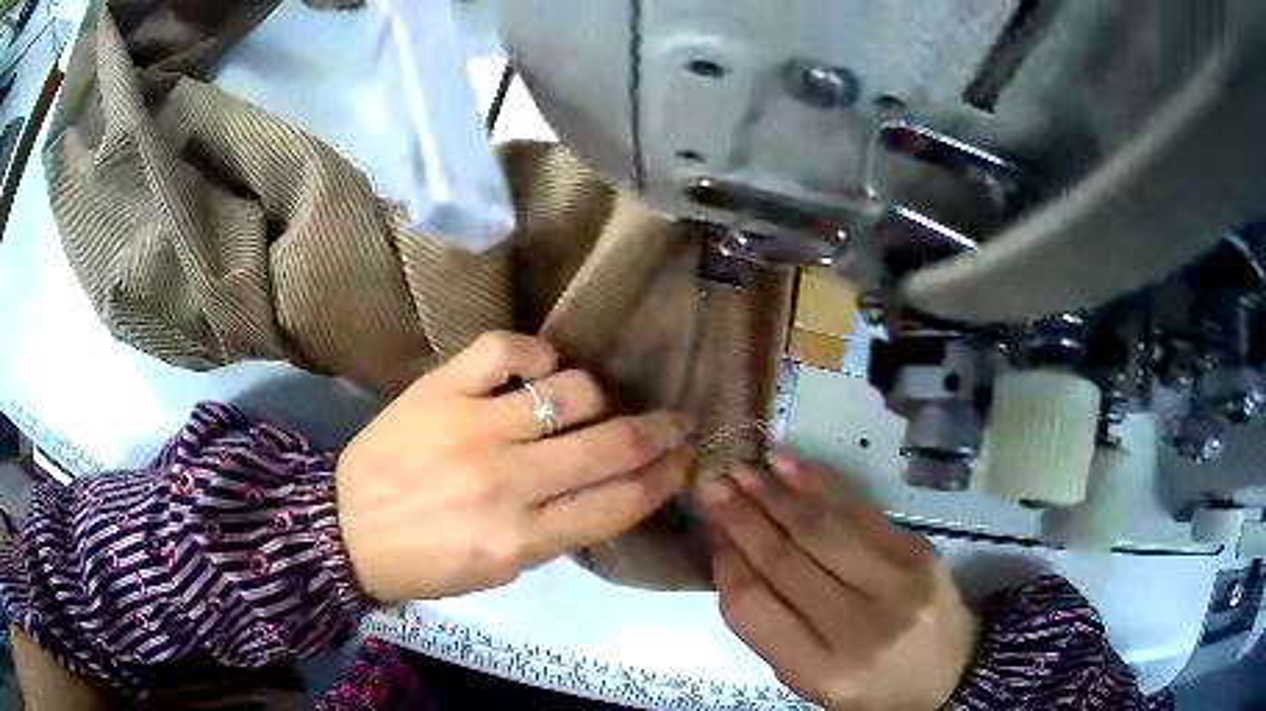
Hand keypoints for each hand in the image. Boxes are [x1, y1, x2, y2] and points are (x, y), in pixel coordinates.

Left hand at [337, 331, 693, 601]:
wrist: (344, 527)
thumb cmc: (425, 561)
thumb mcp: (500, 571)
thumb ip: (557, 532)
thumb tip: (609, 488)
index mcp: (522, 540)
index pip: (619, 503)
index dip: (665, 479)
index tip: (686, 461)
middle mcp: (507, 483)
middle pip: (611, 444)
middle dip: (660, 431)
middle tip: (675, 421)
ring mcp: (472, 427)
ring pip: (570, 391)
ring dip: (595, 396)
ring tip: (589, 403)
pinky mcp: (440, 388)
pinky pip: (508, 350)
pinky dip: (536, 354)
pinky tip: (539, 369)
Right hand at [699, 453, 977, 710]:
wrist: (951, 675)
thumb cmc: (870, 687)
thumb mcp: (810, 682)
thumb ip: (771, 631)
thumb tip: (733, 559)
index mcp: (821, 670)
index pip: (754, 609)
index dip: (726, 563)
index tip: (710, 531)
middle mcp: (857, 627)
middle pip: (785, 562)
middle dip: (742, 519)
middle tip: (712, 484)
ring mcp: (895, 585)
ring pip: (822, 529)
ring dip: (777, 495)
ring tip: (744, 469)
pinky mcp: (919, 553)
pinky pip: (861, 512)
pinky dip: (822, 485)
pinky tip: (792, 465)